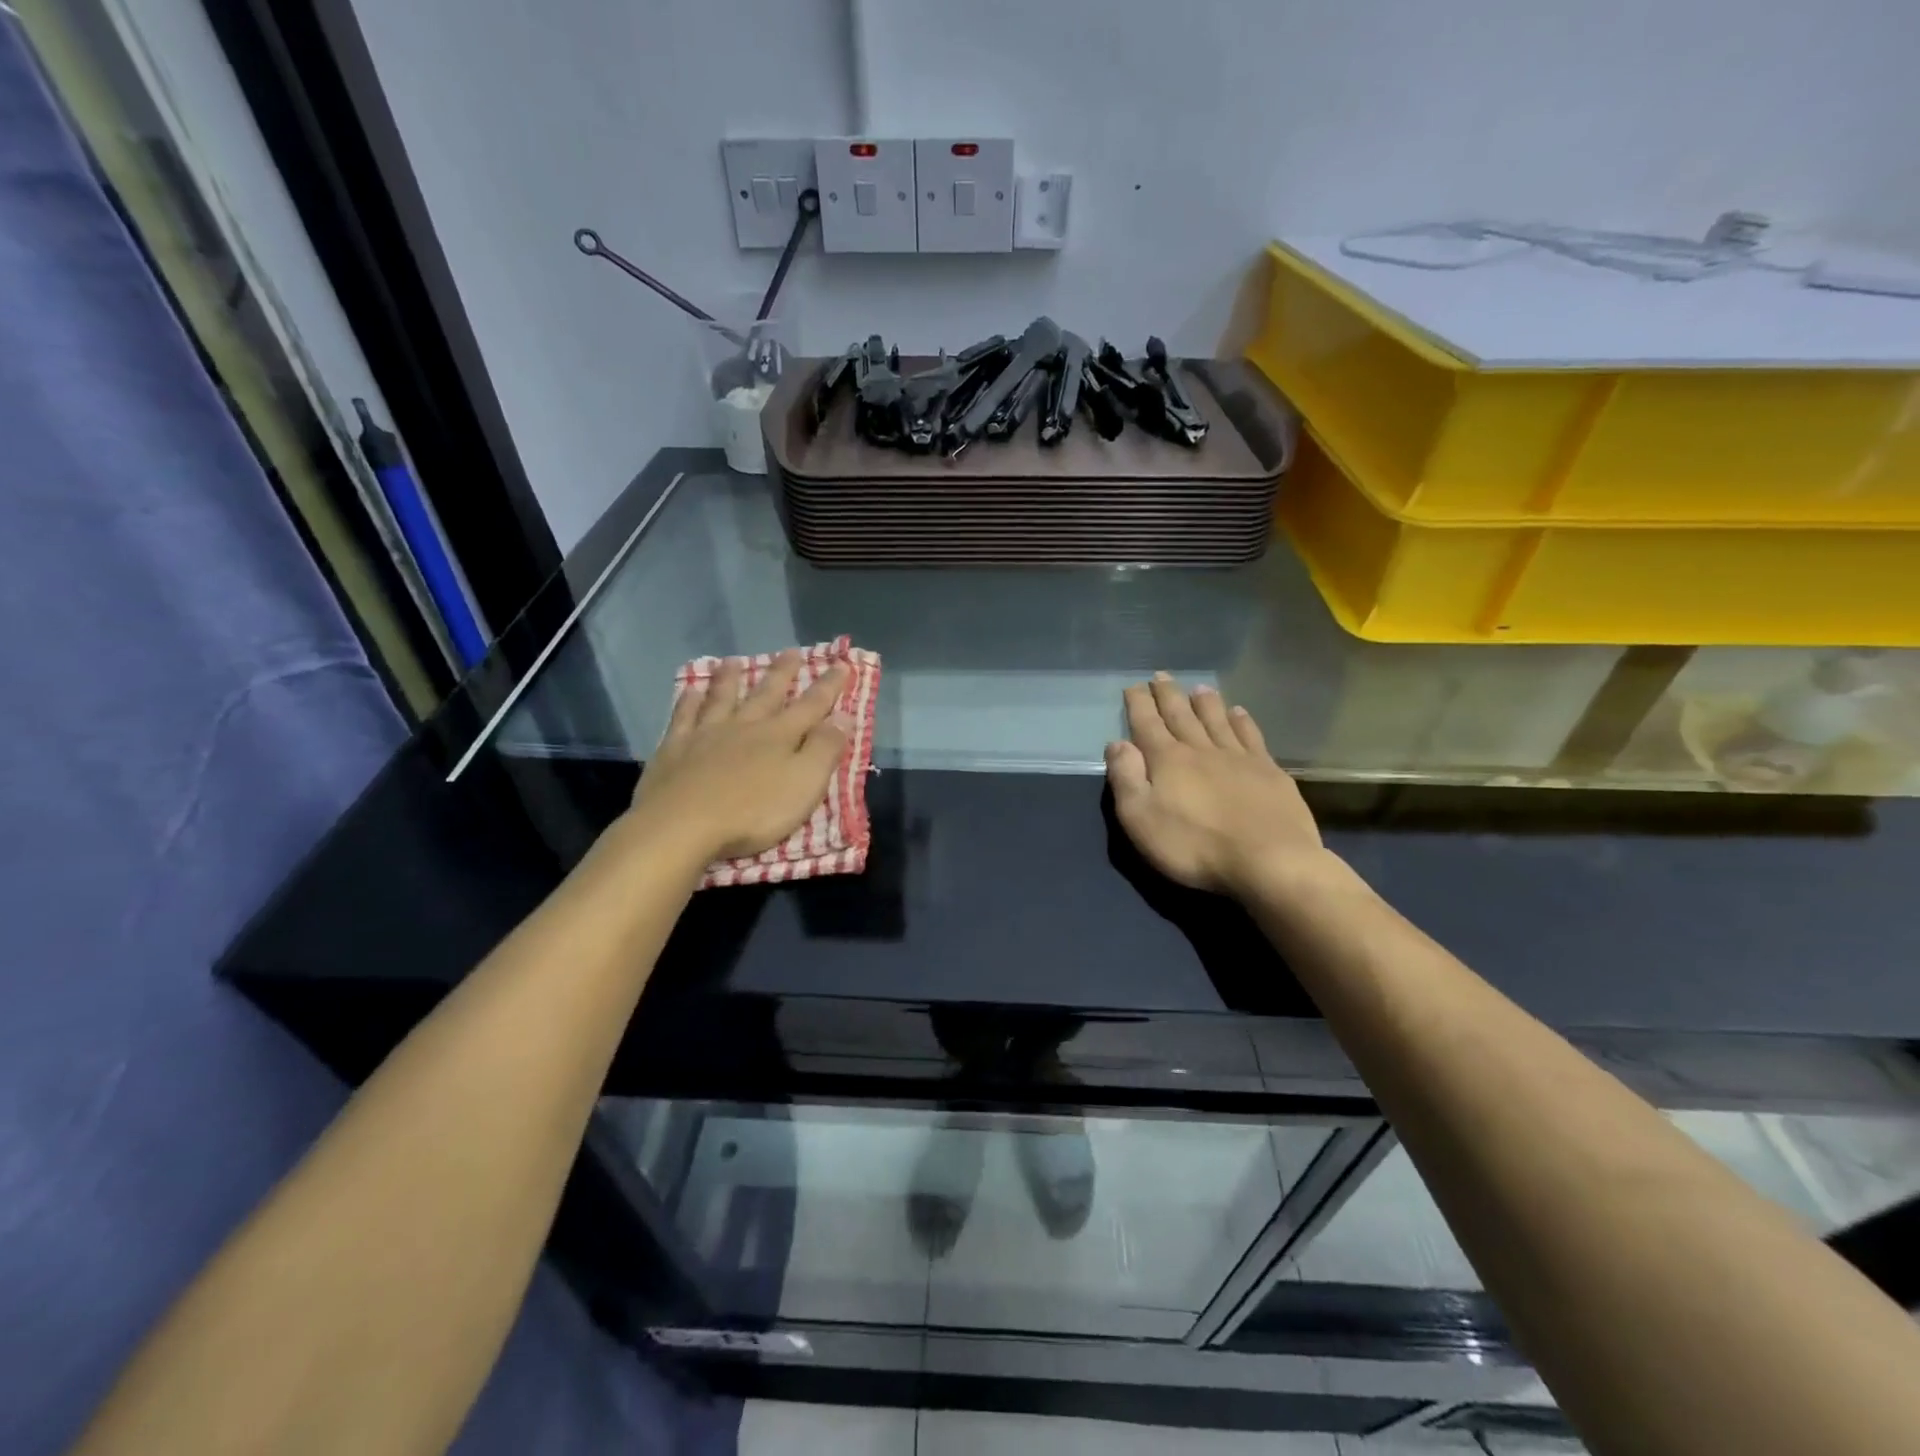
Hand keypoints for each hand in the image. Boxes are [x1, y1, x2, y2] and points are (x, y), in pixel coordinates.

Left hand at [628, 651, 851, 864]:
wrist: (681, 826)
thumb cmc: (752, 811)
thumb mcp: (804, 784)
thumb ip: (824, 749)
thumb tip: (843, 715)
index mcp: (779, 736)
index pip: (811, 705)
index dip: (829, 686)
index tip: (841, 664)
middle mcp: (744, 726)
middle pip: (766, 694)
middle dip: (782, 673)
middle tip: (791, 651)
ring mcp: (705, 735)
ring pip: (721, 699)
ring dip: (729, 679)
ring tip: (733, 661)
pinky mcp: (674, 750)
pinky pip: (683, 718)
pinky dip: (688, 702)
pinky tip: (689, 691)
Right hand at [1106, 674, 1325, 899]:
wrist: (1269, 860)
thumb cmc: (1195, 846)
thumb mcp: (1141, 819)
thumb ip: (1126, 778)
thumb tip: (1117, 744)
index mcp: (1167, 760)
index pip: (1147, 724)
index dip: (1138, 704)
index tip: (1132, 686)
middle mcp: (1201, 749)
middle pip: (1181, 715)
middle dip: (1167, 695)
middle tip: (1160, 676)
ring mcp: (1238, 758)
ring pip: (1217, 720)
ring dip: (1205, 702)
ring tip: (1198, 687)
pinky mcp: (1268, 771)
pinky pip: (1251, 736)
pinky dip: (1242, 721)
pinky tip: (1239, 712)